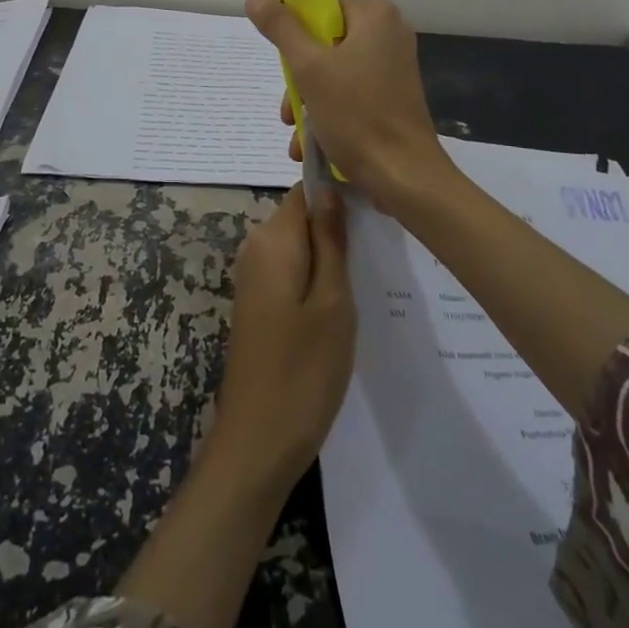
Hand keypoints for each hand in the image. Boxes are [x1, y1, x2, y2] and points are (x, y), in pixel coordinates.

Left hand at [204, 184, 355, 495]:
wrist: (258, 441)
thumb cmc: (304, 370)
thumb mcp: (333, 301)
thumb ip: (331, 239)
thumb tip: (330, 186)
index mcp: (273, 238)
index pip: (306, 191)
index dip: (339, 197)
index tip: (374, 218)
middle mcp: (255, 247)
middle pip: (302, 218)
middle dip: (336, 231)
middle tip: (376, 259)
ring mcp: (252, 276)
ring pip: (299, 247)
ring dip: (329, 260)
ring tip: (366, 286)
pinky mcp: (256, 302)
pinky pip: (290, 271)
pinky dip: (314, 281)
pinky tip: (339, 310)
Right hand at [244, 0, 453, 211]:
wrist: (404, 177)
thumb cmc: (356, 115)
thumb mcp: (309, 68)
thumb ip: (281, 28)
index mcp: (375, 15)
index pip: (320, 5)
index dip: (292, 29)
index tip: (280, 61)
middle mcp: (389, 33)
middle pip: (324, 39)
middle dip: (298, 76)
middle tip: (287, 106)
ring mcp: (393, 65)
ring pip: (333, 69)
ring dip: (307, 99)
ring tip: (295, 131)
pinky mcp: (392, 94)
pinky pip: (350, 90)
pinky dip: (328, 110)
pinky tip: (310, 142)